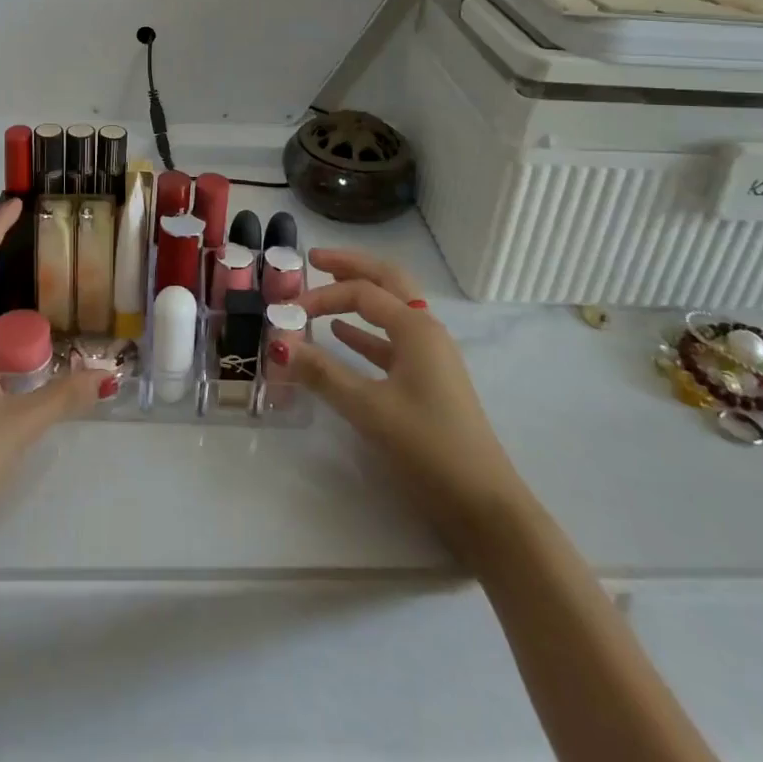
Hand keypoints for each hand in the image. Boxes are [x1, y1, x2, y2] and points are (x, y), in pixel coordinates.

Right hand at [282, 249, 530, 559]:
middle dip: (351, 266)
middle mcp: (426, 330)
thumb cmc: (428, 447)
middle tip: (315, 258)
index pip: (361, 293)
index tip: (288, 310)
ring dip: (359, 295)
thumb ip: (323, 373)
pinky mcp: (428, 380)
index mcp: (416, 328)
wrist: (484, 504)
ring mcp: (430, 355)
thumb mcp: (369, 409)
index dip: (322, 296)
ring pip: (391, 308)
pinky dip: (365, 332)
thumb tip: (278, 343)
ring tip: (325, 288)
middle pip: (386, 280)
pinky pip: (391, 340)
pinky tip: (342, 336)